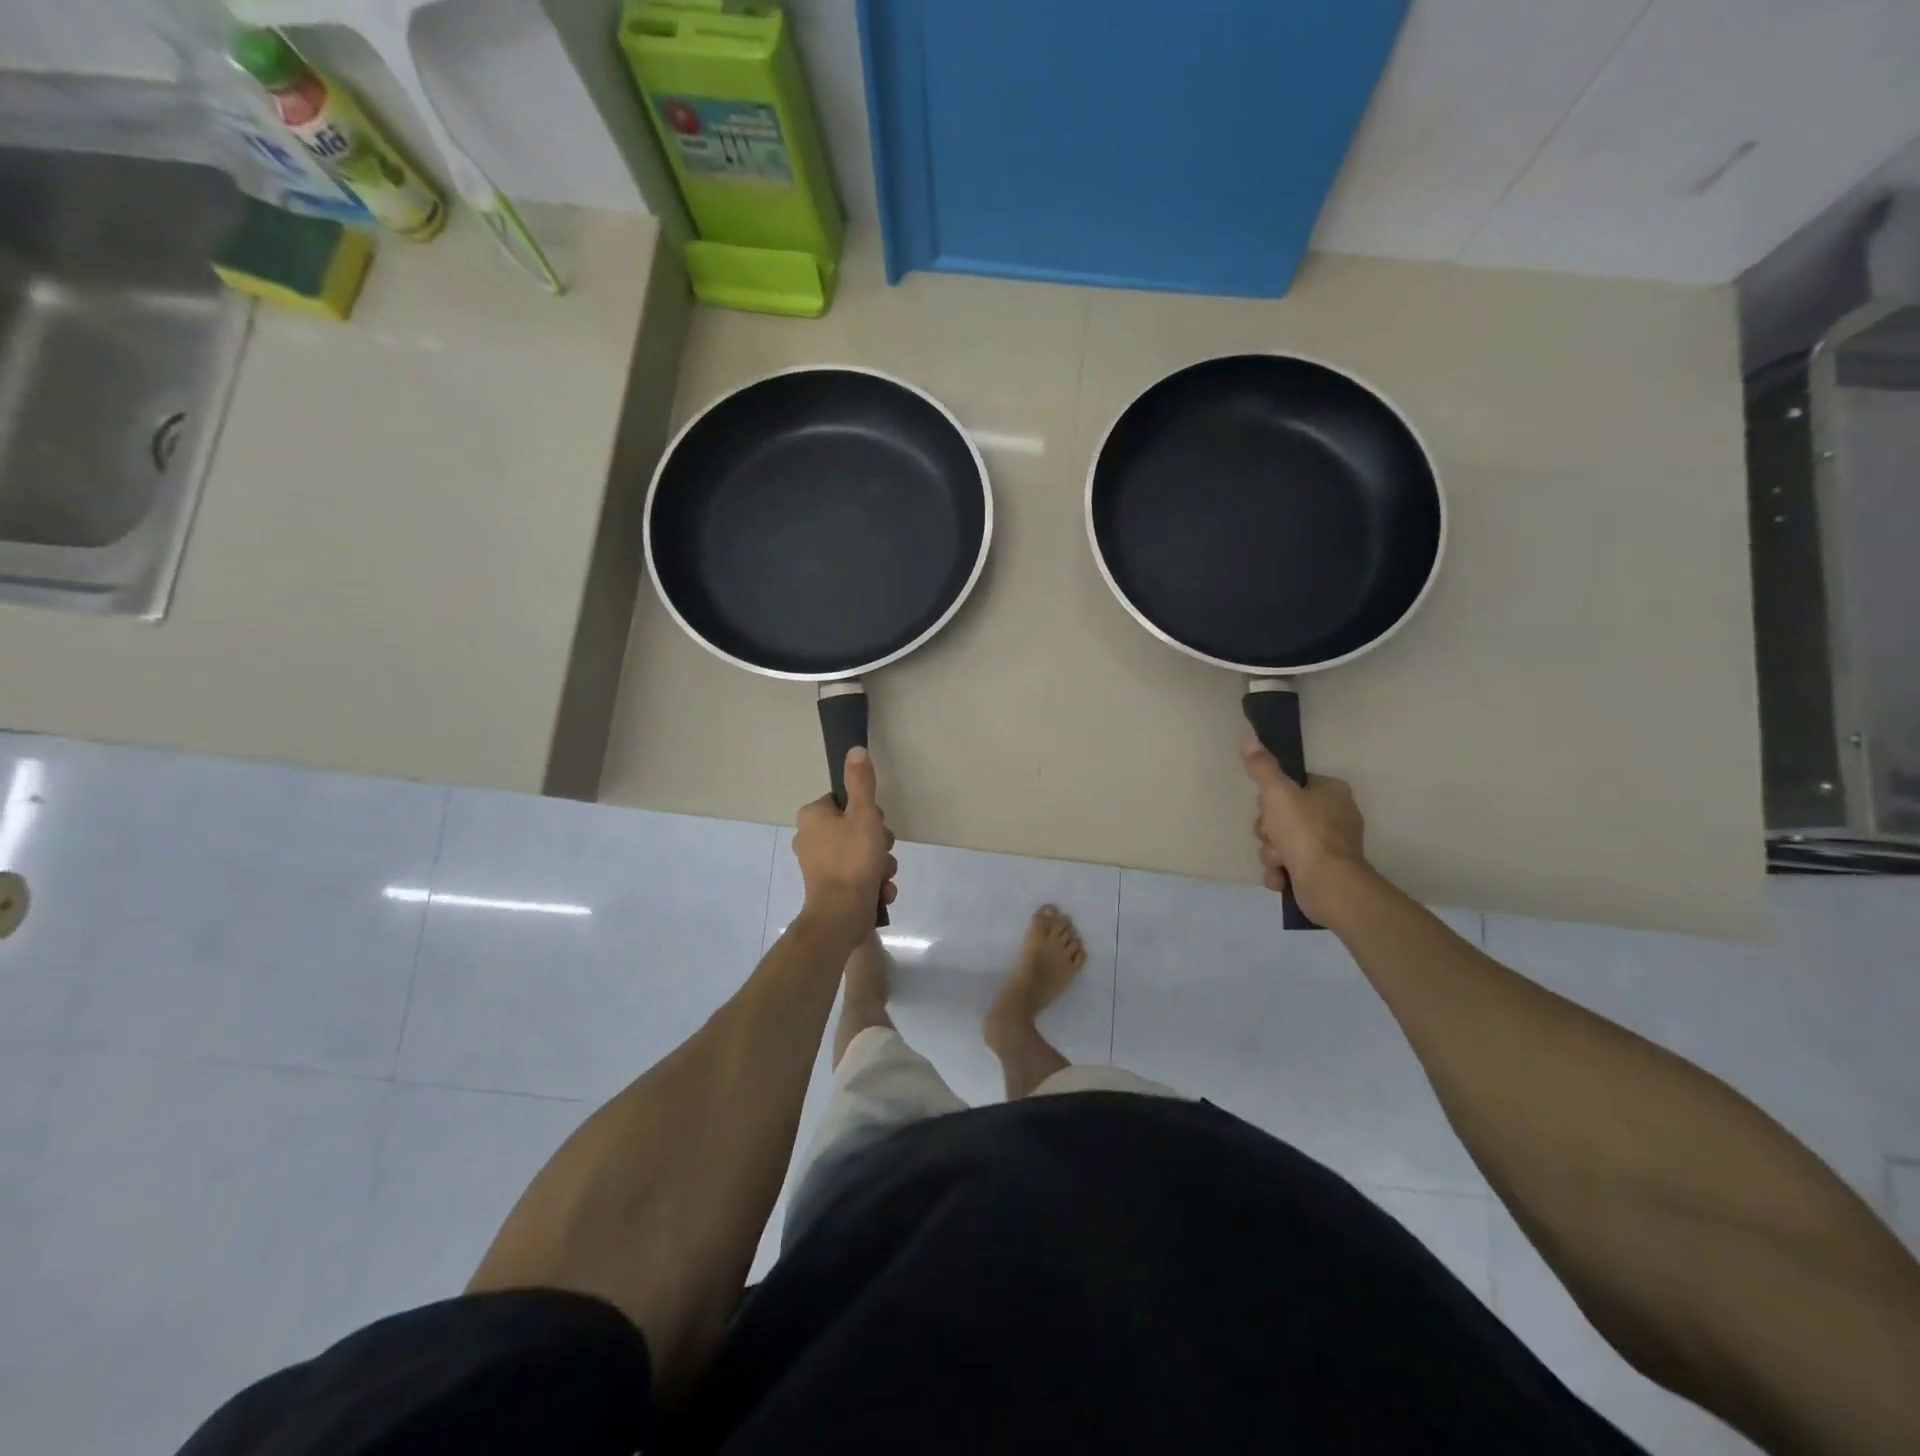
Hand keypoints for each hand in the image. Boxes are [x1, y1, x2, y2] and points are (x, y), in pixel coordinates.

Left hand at [793, 747, 896, 931]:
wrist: (841, 916)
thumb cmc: (852, 860)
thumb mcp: (864, 814)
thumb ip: (861, 782)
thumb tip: (855, 749)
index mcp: (812, 817)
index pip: (845, 801)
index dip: (867, 812)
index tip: (876, 825)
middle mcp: (809, 838)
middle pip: (856, 828)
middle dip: (878, 842)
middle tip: (881, 853)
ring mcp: (818, 865)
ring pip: (861, 854)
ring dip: (879, 864)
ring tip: (882, 876)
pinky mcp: (829, 887)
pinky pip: (857, 876)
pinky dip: (872, 882)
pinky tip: (880, 891)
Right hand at [1241, 737, 1368, 922]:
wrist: (1328, 884)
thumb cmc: (1305, 832)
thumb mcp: (1277, 792)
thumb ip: (1262, 767)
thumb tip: (1249, 740)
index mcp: (1332, 792)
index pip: (1292, 784)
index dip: (1273, 796)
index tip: (1267, 806)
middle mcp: (1335, 816)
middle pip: (1283, 815)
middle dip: (1269, 830)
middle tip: (1271, 836)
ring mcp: (1330, 846)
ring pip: (1282, 841)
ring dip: (1272, 852)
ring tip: (1279, 861)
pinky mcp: (1323, 871)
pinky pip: (1290, 865)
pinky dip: (1281, 871)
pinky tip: (1281, 877)